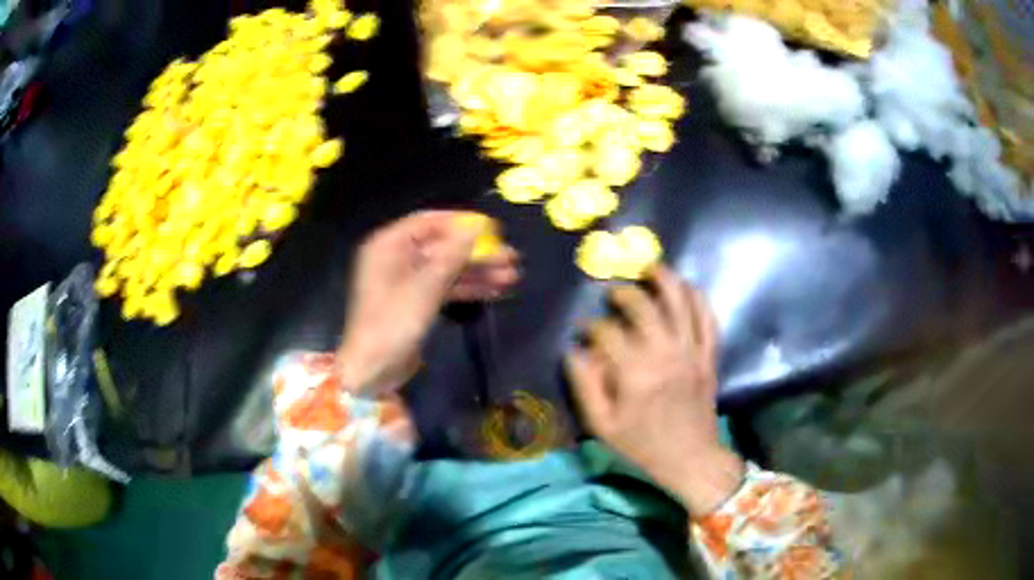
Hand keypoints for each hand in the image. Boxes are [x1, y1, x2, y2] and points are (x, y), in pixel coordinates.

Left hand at [337, 211, 519, 391]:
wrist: (373, 369)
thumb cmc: (393, 321)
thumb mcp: (425, 286)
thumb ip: (452, 255)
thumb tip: (477, 227)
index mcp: (389, 245)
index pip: (429, 222)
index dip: (462, 223)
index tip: (494, 228)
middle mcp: (397, 257)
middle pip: (442, 246)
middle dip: (477, 252)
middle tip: (511, 257)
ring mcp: (406, 281)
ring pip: (447, 268)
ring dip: (477, 271)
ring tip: (511, 276)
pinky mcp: (415, 301)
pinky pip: (444, 287)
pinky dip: (467, 288)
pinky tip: (495, 290)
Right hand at [565, 267, 743, 514]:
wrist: (690, 459)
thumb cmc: (642, 445)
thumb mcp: (602, 425)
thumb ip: (585, 385)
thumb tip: (574, 351)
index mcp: (635, 373)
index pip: (607, 333)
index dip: (590, 326)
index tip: (582, 330)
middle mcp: (665, 354)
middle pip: (642, 306)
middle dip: (623, 294)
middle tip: (612, 296)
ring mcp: (692, 352)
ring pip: (680, 302)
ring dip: (664, 279)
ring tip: (649, 268)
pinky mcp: (709, 356)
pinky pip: (708, 318)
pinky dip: (698, 298)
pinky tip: (686, 286)